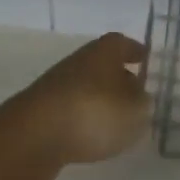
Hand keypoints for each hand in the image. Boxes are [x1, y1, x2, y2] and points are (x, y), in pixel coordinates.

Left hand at [0, 32, 151, 179]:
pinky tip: (92, 136)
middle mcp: (79, 61)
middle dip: (119, 77)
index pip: (122, 43)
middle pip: (103, 65)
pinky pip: (72, 109)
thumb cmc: (93, 113)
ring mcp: (57, 85)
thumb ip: (143, 104)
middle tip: (136, 94)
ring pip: (87, 87)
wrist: (33, 136)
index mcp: (103, 51)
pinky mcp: (42, 111)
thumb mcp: (133, 111)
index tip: (145, 58)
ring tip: (117, 121)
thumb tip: (140, 98)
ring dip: (101, 100)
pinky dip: (84, 118)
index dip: (134, 51)